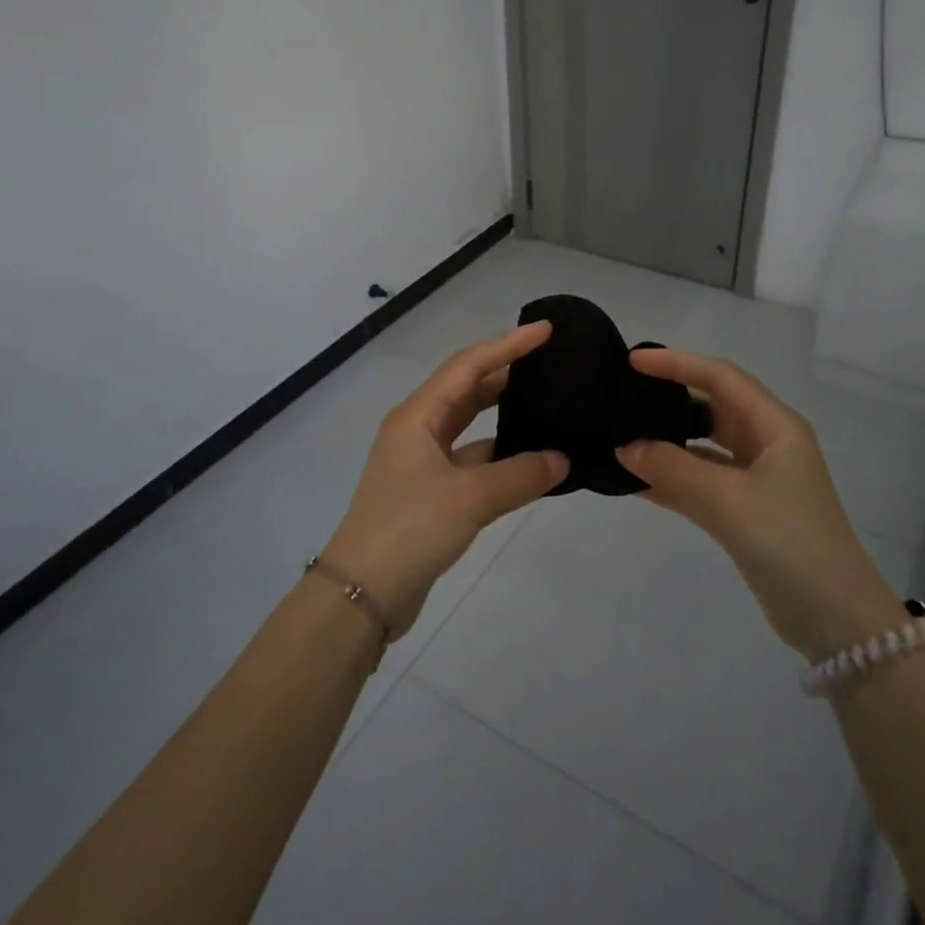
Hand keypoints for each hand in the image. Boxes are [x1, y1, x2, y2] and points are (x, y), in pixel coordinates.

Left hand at [321, 322, 569, 638]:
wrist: (362, 593)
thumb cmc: (410, 529)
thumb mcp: (470, 498)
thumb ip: (521, 475)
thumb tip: (562, 459)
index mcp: (417, 416)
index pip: (468, 365)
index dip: (507, 345)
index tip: (545, 331)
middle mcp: (417, 430)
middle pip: (467, 390)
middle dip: (507, 375)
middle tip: (551, 367)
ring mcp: (422, 463)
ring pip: (471, 427)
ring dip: (504, 418)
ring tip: (548, 408)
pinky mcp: (430, 494)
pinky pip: (472, 462)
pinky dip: (500, 458)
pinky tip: (532, 463)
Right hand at [615, 348, 907, 661]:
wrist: (834, 619)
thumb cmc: (790, 543)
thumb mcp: (729, 501)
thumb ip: (674, 470)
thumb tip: (624, 447)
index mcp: (776, 428)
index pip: (721, 378)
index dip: (678, 363)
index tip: (633, 361)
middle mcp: (768, 445)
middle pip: (713, 407)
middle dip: (671, 398)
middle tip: (624, 395)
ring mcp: (757, 479)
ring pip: (704, 447)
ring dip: (667, 442)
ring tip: (621, 435)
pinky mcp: (745, 511)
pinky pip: (700, 482)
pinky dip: (671, 479)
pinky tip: (634, 481)